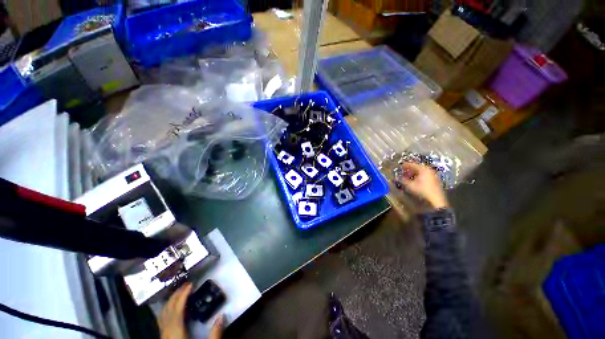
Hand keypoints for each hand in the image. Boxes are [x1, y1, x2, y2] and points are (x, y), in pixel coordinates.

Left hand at [158, 282, 224, 338]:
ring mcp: (163, 336)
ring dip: (170, 302)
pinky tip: (171, 309)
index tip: (191, 284)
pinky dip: (166, 310)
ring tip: (179, 293)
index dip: (183, 295)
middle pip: (167, 310)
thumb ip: (215, 334)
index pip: (177, 310)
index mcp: (176, 333)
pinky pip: (162, 321)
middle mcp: (167, 333)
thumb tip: (222, 316)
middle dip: (176, 296)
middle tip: (186, 285)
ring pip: (162, 315)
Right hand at [397, 162, 448, 209]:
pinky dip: (418, 177)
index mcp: (423, 169)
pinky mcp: (434, 181)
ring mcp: (433, 176)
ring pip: (421, 172)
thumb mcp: (410, 185)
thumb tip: (397, 178)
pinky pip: (424, 176)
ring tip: (408, 178)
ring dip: (413, 174)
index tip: (400, 167)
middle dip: (409, 170)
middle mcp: (429, 171)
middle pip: (417, 167)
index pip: (412, 164)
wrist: (436, 200)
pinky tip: (414, 181)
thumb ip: (402, 180)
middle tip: (403, 173)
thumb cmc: (423, 191)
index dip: (404, 165)